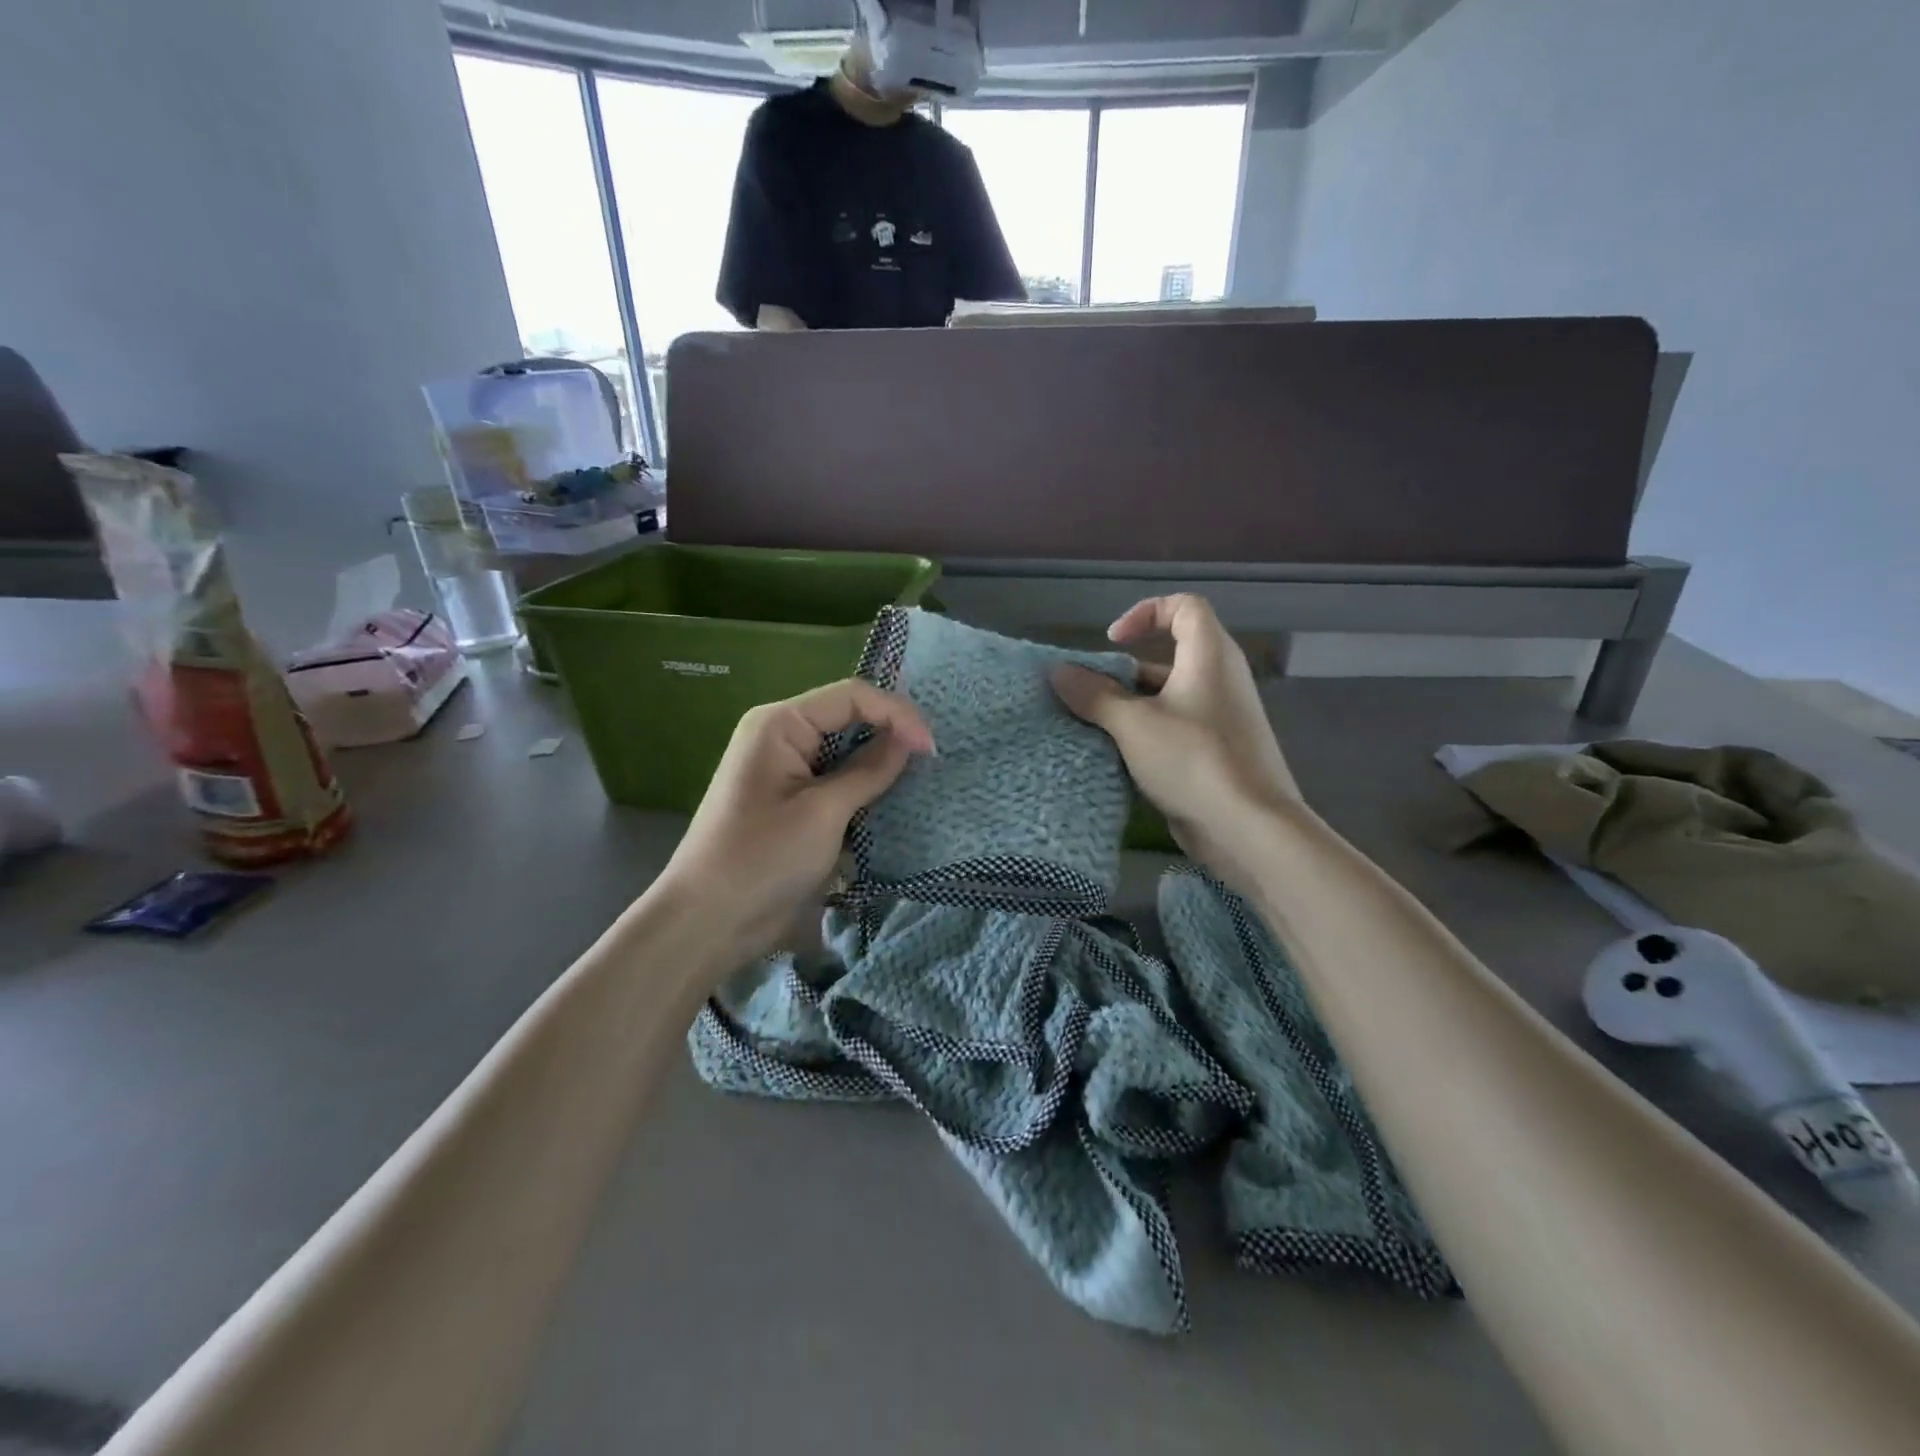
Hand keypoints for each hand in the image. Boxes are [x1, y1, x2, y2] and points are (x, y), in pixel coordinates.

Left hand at [654, 680, 933, 970]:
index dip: (897, 713)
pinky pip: (837, 779)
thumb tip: (910, 739)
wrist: (710, 921)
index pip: (851, 696)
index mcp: (781, 723)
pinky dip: (865, 787)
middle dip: (891, 734)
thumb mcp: (824, 812)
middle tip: (933, 761)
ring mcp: (787, 769)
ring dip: (881, 763)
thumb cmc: (762, 859)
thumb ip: (869, 770)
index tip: (932, 748)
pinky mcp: (794, 801)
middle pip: (849, 718)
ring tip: (921, 778)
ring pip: (847, 750)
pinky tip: (892, 801)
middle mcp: (783, 736)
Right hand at [1051, 595, 1300, 891]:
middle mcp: (1219, 679)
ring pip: (1168, 697)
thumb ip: (1094, 695)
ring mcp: (1220, 718)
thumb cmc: (1192, 760)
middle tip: (1090, 694)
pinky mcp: (1216, 752)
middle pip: (1169, 655)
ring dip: (1129, 707)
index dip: (1146, 613)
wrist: (1248, 827)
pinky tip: (1117, 758)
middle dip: (1124, 672)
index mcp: (1209, 656)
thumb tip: (1059, 672)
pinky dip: (1145, 735)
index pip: (1184, 607)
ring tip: (1093, 728)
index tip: (1112, 643)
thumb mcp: (1132, 724)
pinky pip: (1175, 729)